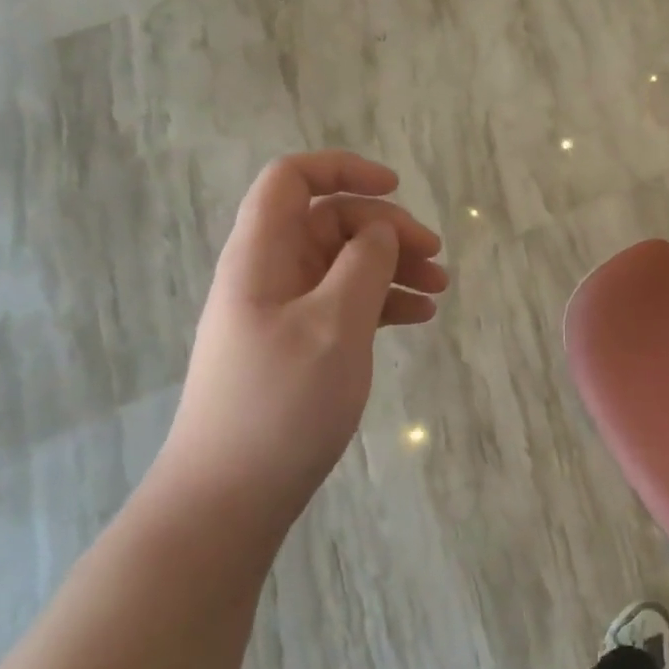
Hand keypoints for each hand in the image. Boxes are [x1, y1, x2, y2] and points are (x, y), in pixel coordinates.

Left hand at [163, 152, 448, 518]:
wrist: (229, 498)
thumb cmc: (280, 404)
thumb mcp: (334, 325)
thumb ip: (363, 264)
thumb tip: (379, 230)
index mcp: (262, 255)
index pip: (293, 179)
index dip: (343, 169)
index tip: (396, 188)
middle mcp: (269, 273)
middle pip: (330, 221)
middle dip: (386, 229)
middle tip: (435, 257)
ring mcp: (282, 311)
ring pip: (343, 265)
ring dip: (392, 267)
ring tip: (439, 290)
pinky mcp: (297, 345)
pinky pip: (343, 303)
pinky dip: (381, 302)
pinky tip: (419, 318)